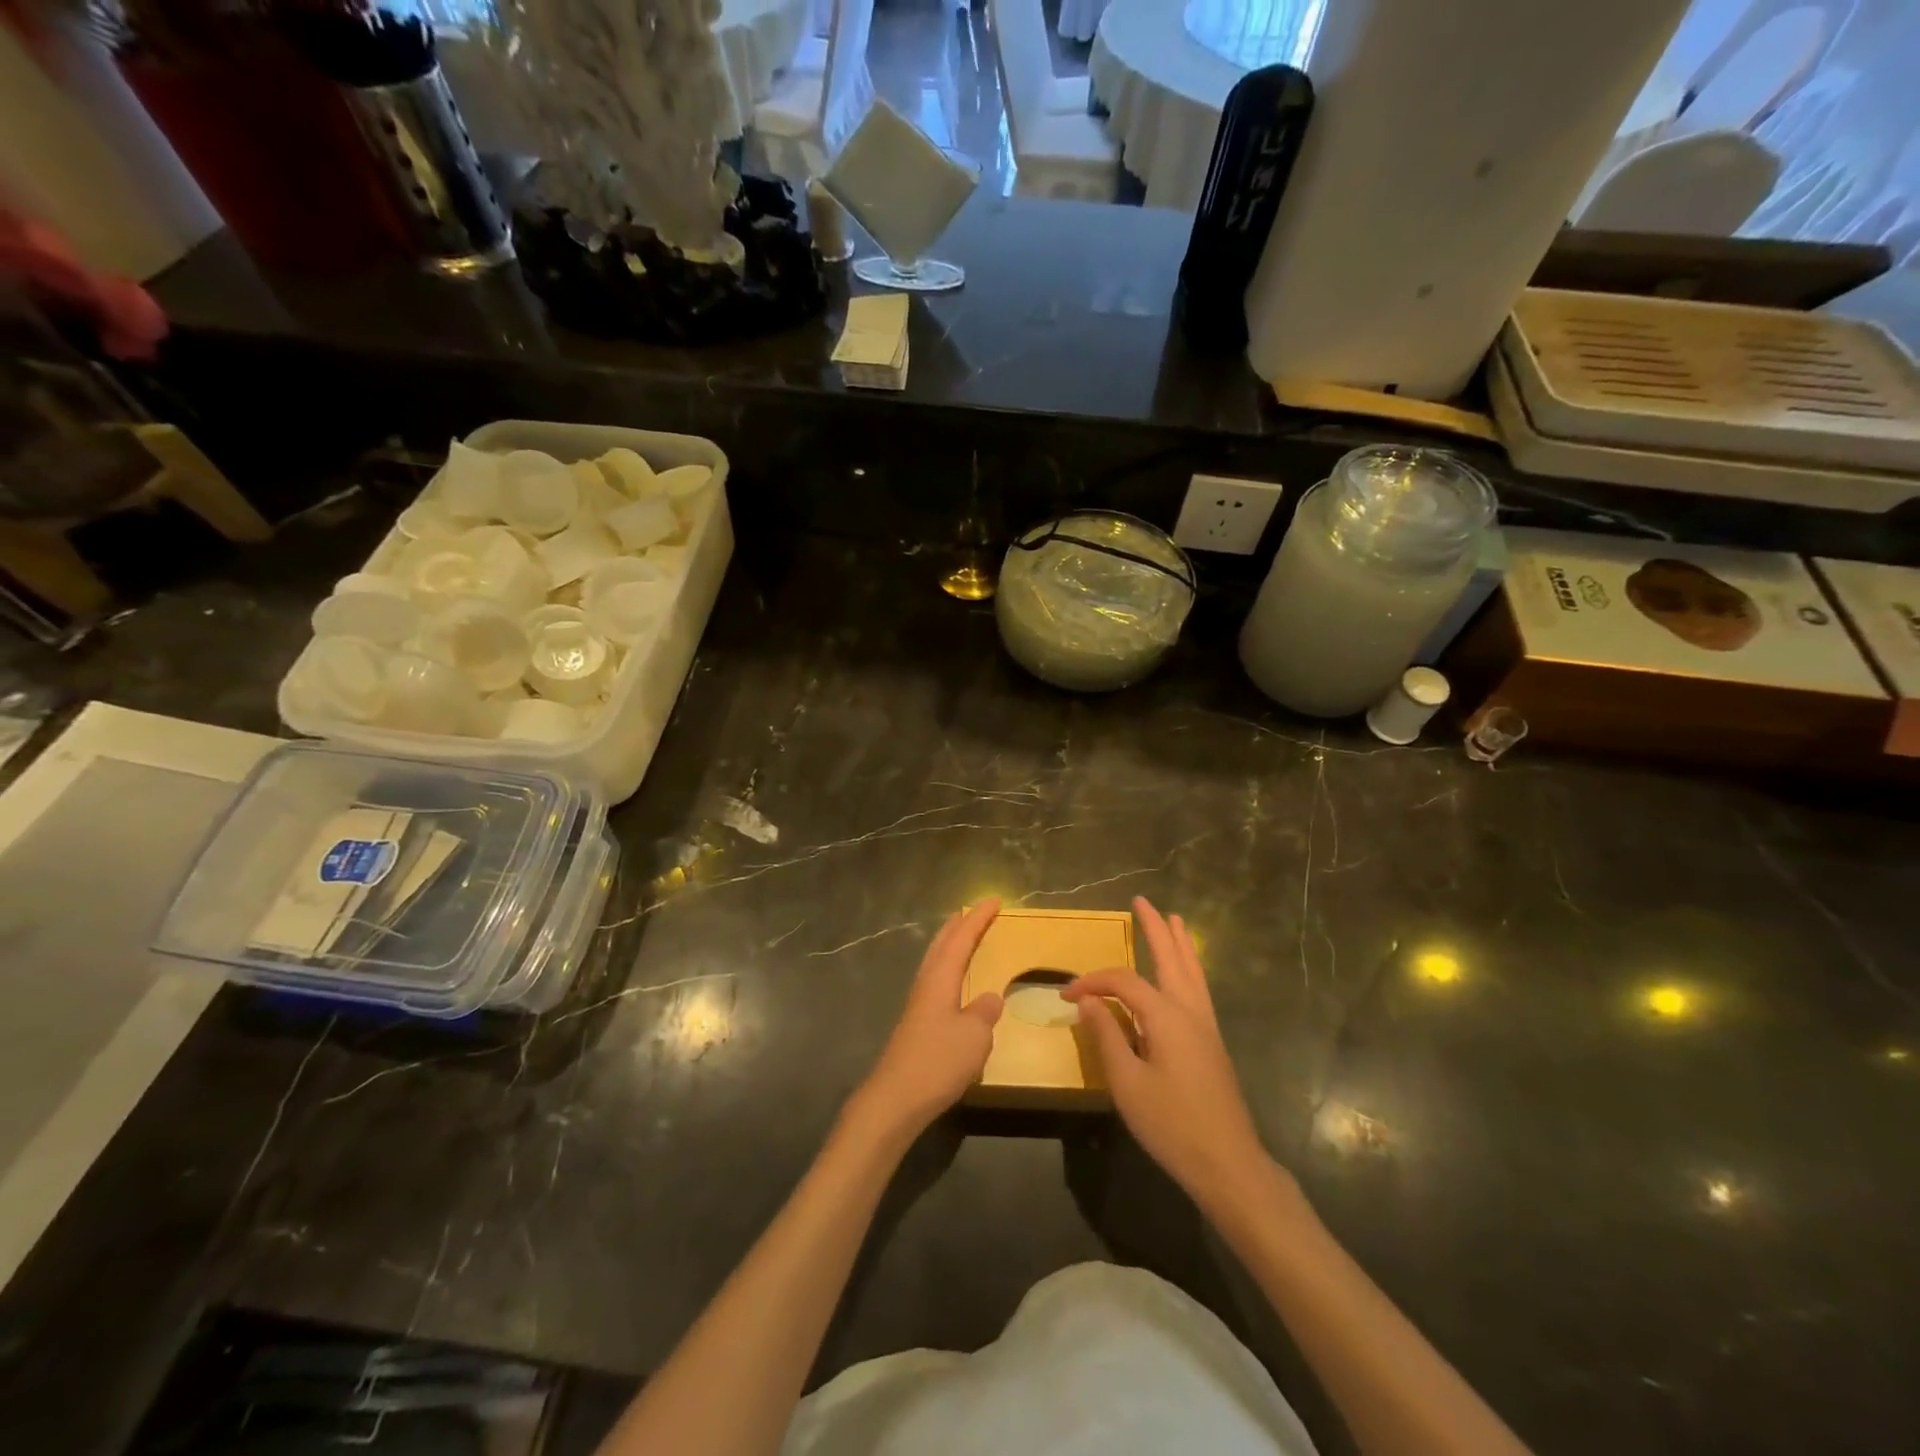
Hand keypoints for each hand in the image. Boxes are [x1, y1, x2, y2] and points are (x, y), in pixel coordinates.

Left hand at [850, 900, 1003, 1141]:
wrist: (896, 1099)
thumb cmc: (937, 1061)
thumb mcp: (974, 1036)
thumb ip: (984, 1012)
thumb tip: (990, 998)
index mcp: (940, 979)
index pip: (961, 939)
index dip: (978, 919)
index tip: (994, 900)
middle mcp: (926, 985)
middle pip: (941, 945)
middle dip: (958, 926)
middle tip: (972, 911)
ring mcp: (918, 1005)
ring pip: (935, 962)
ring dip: (949, 945)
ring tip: (962, 938)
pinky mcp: (916, 1026)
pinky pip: (935, 983)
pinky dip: (947, 970)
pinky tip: (953, 986)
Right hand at [1063, 897, 1269, 1210]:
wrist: (1228, 1164)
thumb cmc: (1172, 1125)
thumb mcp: (1127, 1084)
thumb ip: (1107, 1036)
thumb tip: (1089, 1001)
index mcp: (1167, 1017)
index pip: (1123, 982)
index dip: (1093, 982)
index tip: (1066, 996)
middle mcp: (1190, 1011)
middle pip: (1171, 958)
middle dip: (1155, 929)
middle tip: (1142, 901)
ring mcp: (1206, 1026)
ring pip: (1192, 971)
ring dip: (1179, 943)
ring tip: (1173, 919)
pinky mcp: (1212, 1042)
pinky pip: (1199, 988)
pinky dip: (1190, 967)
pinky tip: (1185, 971)